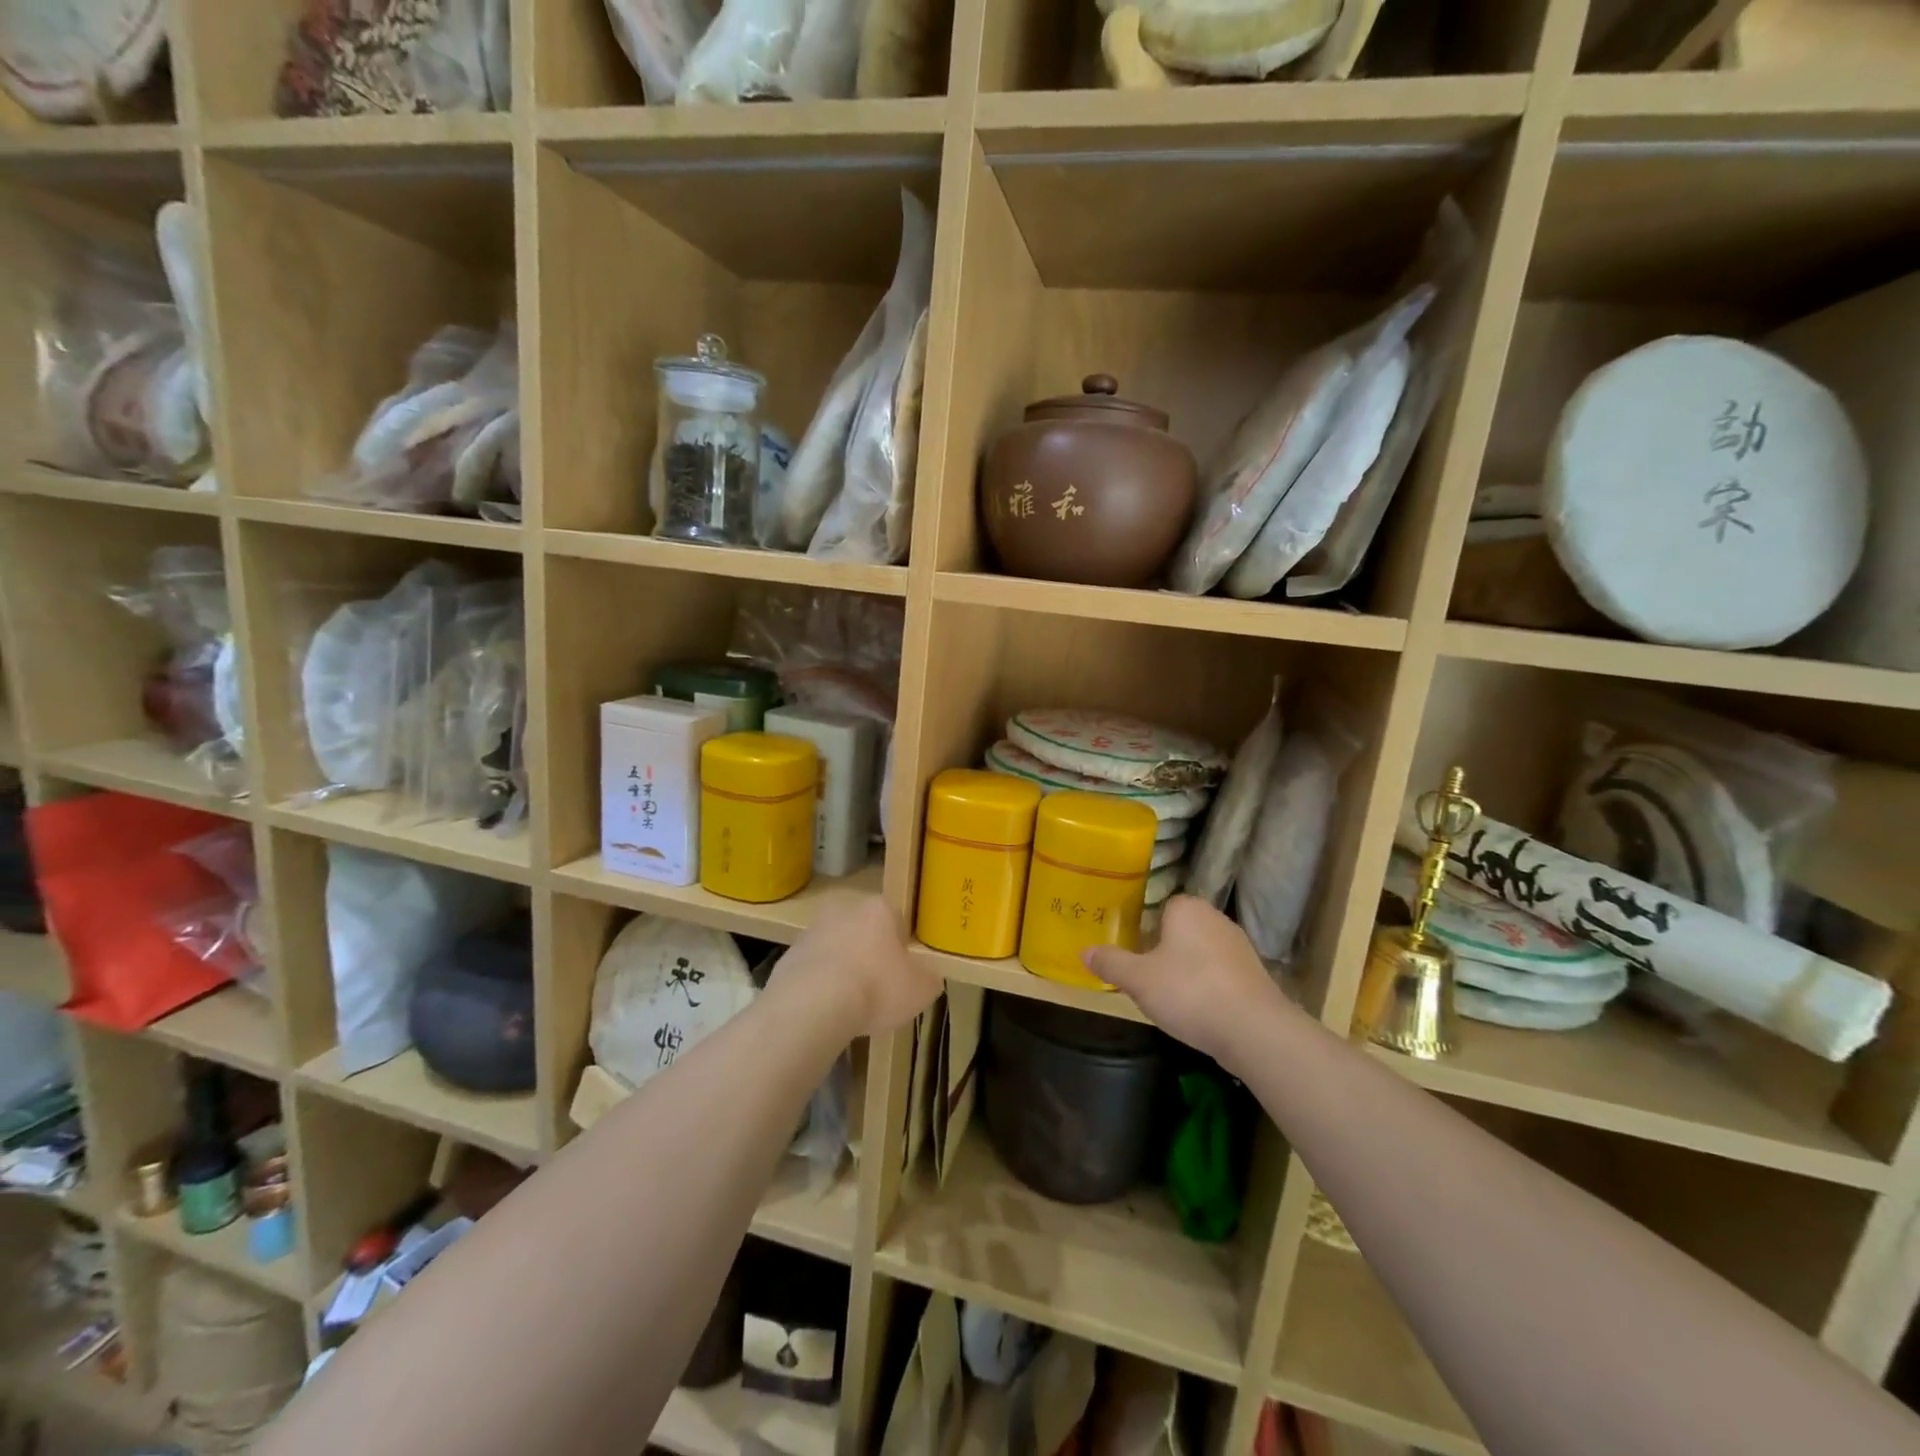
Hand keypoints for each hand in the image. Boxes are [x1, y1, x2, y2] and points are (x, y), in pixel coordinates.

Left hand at [776, 891, 940, 1038]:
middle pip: (864, 930)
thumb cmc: (876, 988)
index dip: (903, 947)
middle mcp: (845, 909)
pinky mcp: (788, 956)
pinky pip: (813, 970)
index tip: (905, 972)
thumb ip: (928, 978)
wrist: (812, 1007)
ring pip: (837, 948)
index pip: (898, 920)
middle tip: (879, 988)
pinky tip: (827, 1012)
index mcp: (880, 908)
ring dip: (844, 969)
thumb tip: (927, 976)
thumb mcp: (921, 990)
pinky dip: (820, 986)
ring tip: (851, 1006)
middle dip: (871, 954)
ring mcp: (812, 931)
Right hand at [1083, 896, 1286, 1068]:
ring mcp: (1239, 946)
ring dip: (1186, 970)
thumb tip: (1083, 951)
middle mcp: (1215, 918)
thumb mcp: (1138, 980)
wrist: (1254, 1031)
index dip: (1143, 929)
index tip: (1132, 953)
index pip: (1159, 908)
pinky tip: (1197, 1010)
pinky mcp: (1255, 974)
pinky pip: (1219, 973)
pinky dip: (1207, 986)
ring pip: (1200, 952)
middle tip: (1144, 977)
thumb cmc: (1189, 992)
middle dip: (1163, 950)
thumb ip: (1110, 963)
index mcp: (1186, 908)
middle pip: (1179, 930)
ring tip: (1169, 997)